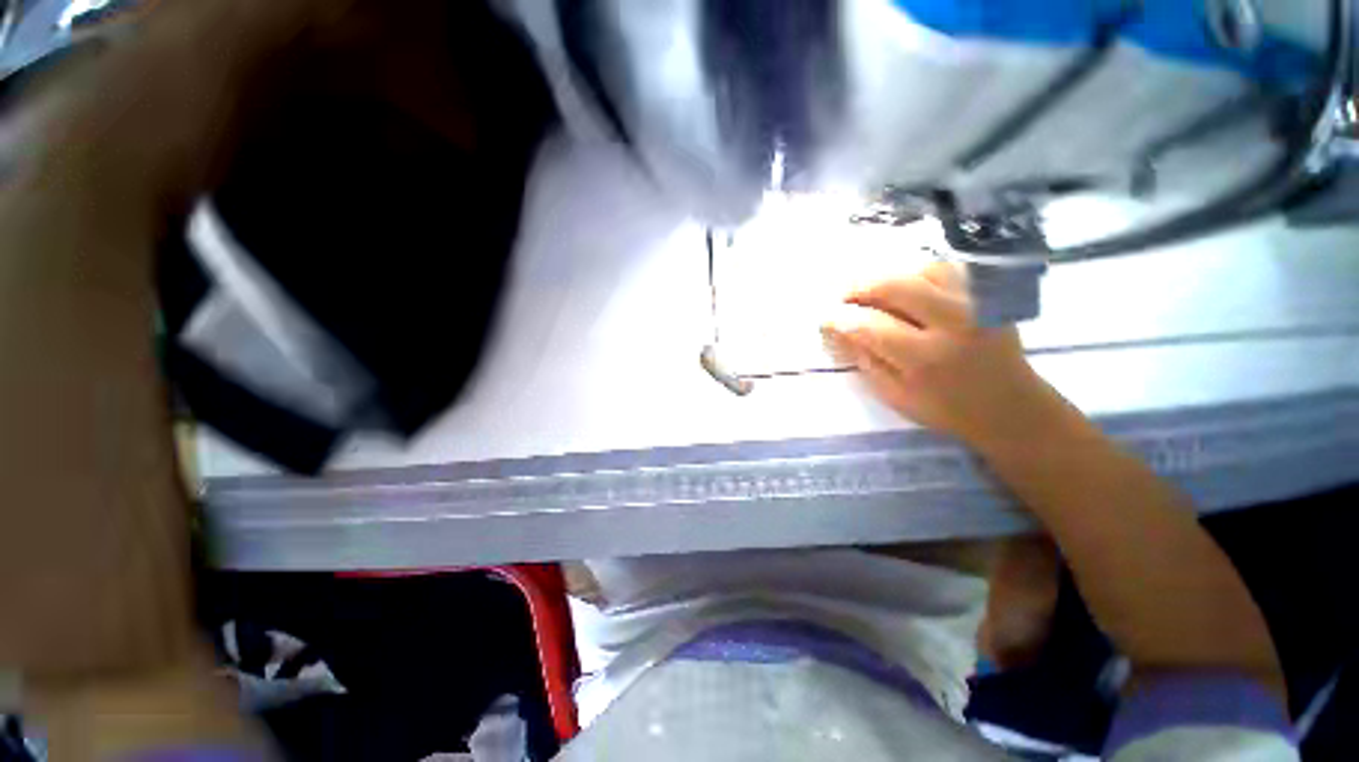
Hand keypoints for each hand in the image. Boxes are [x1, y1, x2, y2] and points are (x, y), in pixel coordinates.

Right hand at [820, 261, 1053, 447]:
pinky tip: (905, 288)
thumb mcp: (895, 396)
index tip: (824, 320)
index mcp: (925, 358)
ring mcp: (974, 302)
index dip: (838, 319)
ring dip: (887, 277)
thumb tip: (840, 331)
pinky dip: (917, 272)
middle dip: (857, 288)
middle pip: (892, 286)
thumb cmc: (946, 408)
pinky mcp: (987, 293)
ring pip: (918, 269)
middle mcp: (952, 322)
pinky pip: (945, 268)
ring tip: (872, 294)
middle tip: (842, 299)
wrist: (1010, 406)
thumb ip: (865, 361)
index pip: (868, 326)